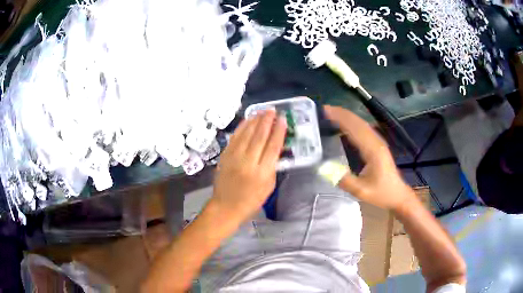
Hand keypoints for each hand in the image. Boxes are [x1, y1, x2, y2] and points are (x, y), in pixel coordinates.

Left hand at [210, 109, 286, 220]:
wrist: (226, 206)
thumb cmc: (251, 200)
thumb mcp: (269, 186)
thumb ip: (272, 166)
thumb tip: (274, 148)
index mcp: (262, 172)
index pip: (273, 146)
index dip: (279, 131)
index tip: (283, 119)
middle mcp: (248, 162)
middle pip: (259, 136)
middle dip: (267, 120)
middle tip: (272, 110)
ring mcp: (234, 157)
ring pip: (246, 134)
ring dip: (255, 120)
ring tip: (262, 111)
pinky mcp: (225, 155)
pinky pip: (235, 137)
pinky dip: (242, 126)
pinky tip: (248, 120)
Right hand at [324, 105, 414, 210]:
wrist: (398, 195)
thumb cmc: (381, 194)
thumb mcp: (361, 191)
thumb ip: (344, 180)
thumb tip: (324, 168)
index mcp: (373, 150)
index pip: (355, 128)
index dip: (340, 118)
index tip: (325, 111)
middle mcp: (376, 142)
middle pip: (358, 122)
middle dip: (341, 113)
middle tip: (324, 109)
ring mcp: (378, 142)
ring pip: (361, 124)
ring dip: (347, 116)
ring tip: (331, 113)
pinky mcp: (378, 145)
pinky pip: (364, 129)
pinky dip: (352, 123)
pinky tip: (345, 125)